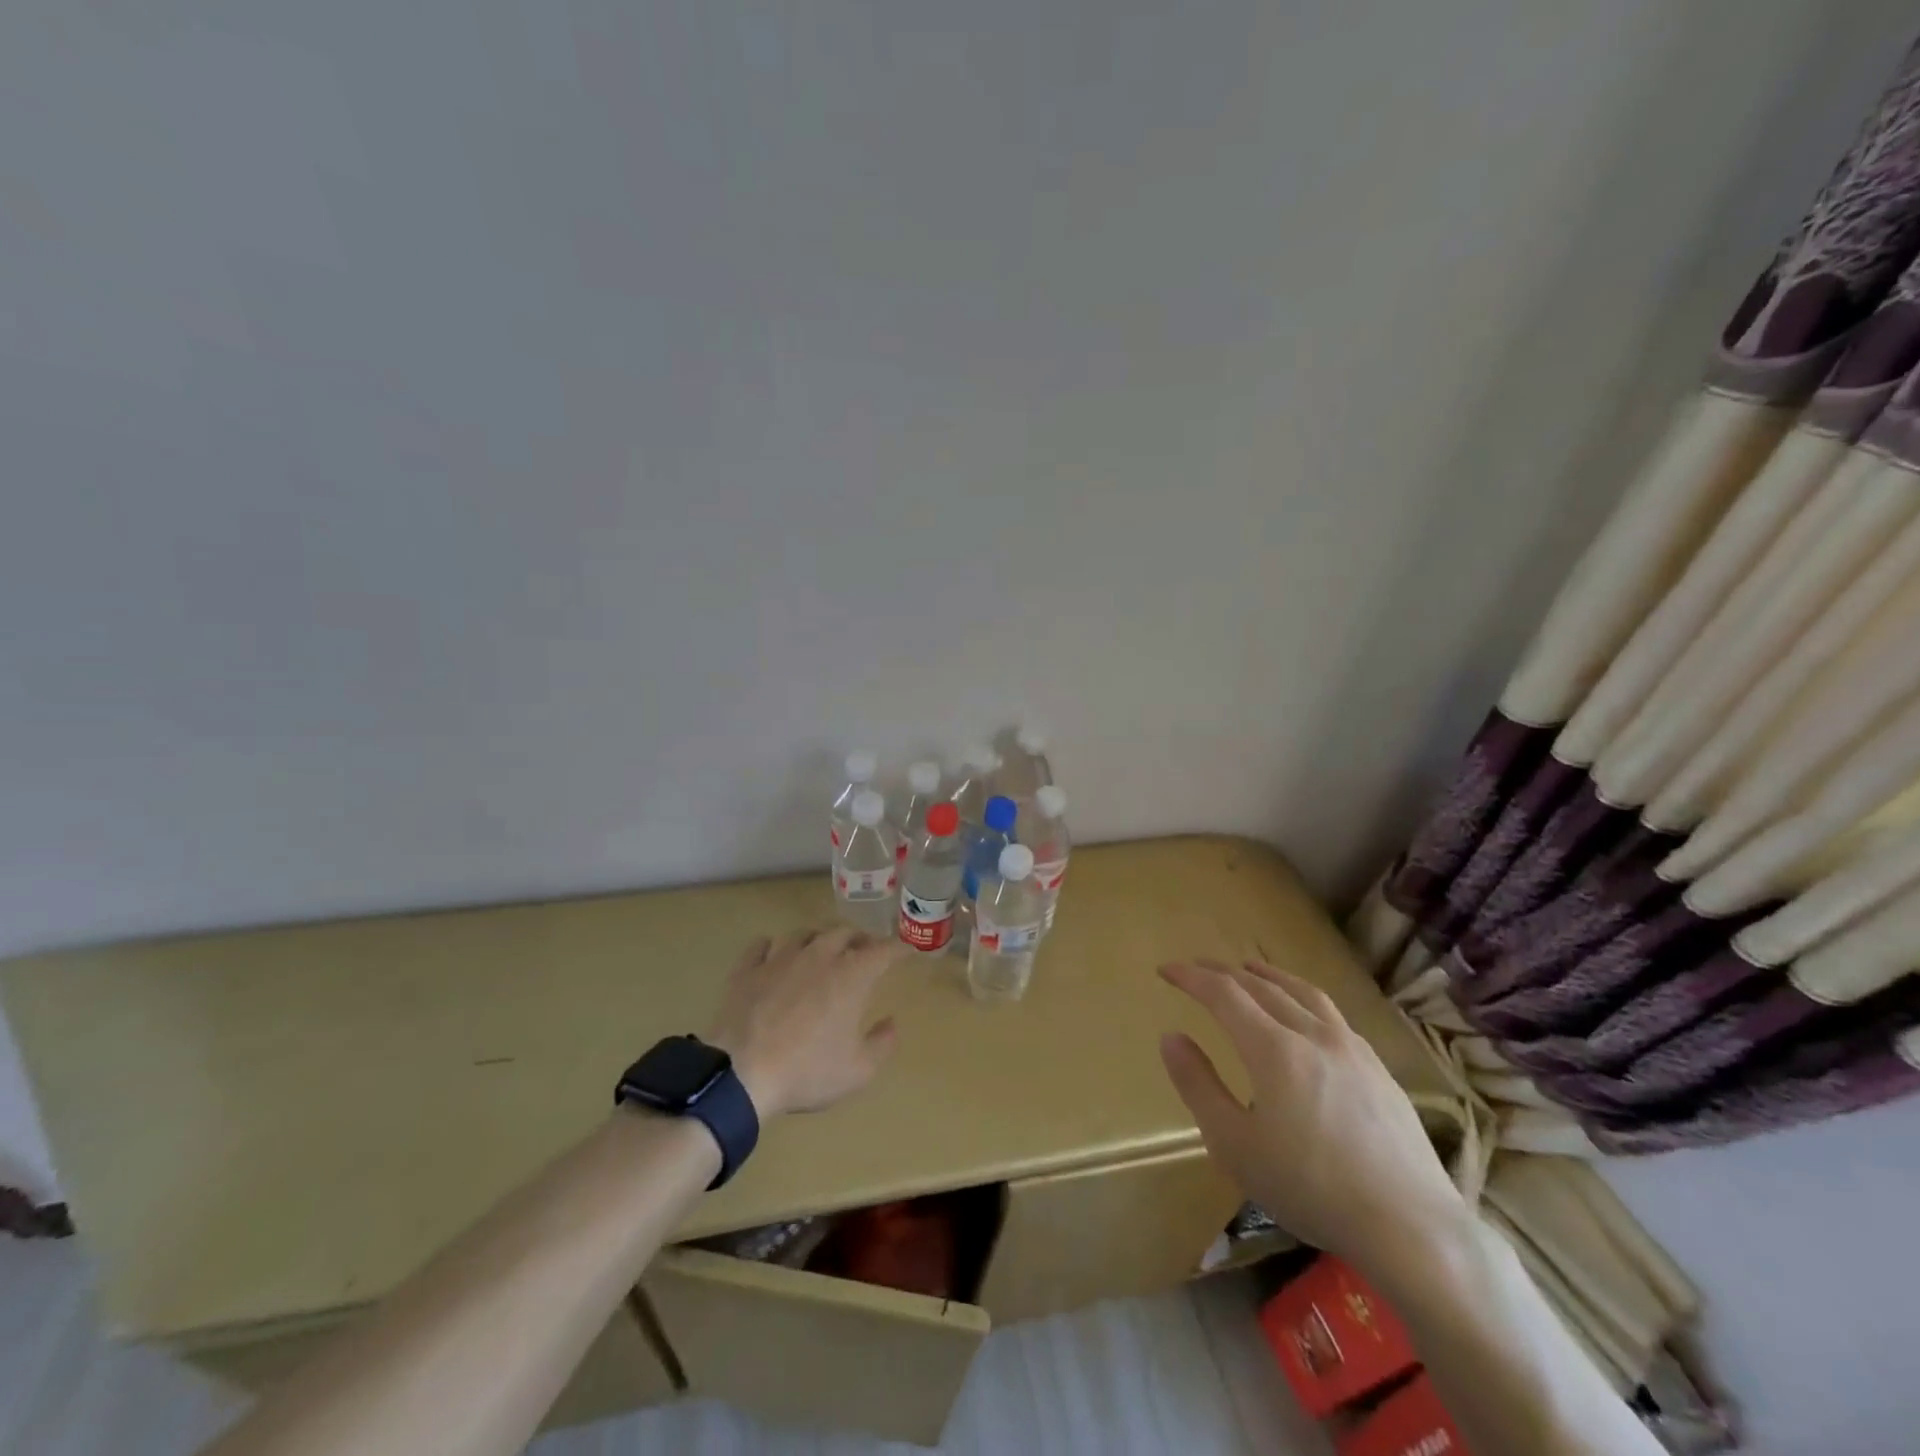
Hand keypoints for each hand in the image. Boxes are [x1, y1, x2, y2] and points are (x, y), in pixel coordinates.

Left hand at [704, 928, 902, 1119]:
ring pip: (804, 933)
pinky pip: (762, 946)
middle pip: (843, 932)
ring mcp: (779, 959)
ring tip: (822, 948)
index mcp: (850, 976)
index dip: (898, 948)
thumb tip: (891, 1023)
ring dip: (819, 937)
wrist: (741, 1074)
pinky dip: (773, 946)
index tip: (907, 950)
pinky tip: (774, 953)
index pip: (882, 950)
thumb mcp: (857, 1071)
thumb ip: (882, 1044)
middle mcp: (818, 956)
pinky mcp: (747, 970)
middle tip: (865, 948)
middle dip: (859, 937)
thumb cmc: (806, 1072)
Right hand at [1158, 959, 1464, 1272]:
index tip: (1166, 970)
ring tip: (1249, 970)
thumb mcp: (1235, 1146)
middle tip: (1197, 968)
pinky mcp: (1378, 1069)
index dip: (1191, 977)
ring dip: (1267, 975)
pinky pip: (1331, 1014)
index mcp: (1274, 1049)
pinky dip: (1302, 997)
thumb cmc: (1311, 1189)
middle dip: (1222, 972)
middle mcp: (1312, 1034)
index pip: (1223, 993)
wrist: (1412, 1228)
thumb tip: (1171, 1037)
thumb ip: (1198, 1086)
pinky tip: (1304, 1015)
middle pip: (1260, 986)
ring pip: (1302, 992)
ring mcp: (1352, 1048)